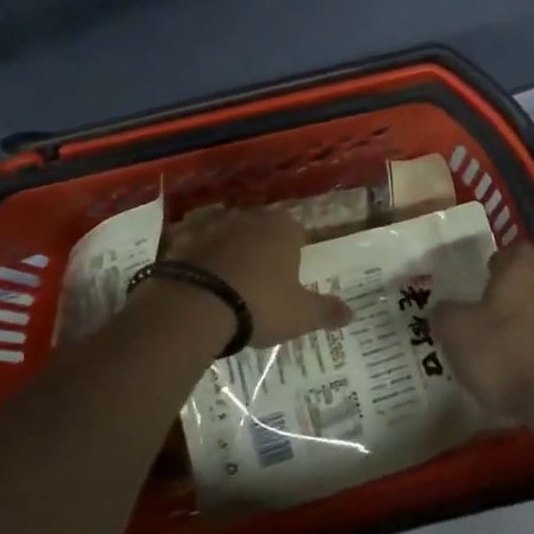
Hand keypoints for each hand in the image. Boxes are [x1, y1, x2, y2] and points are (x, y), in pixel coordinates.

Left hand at [164, 207, 353, 347]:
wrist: (194, 307)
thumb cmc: (259, 305)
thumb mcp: (300, 315)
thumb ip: (326, 311)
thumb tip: (352, 312)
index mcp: (283, 230)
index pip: (297, 231)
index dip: (295, 251)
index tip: (291, 274)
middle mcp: (249, 218)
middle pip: (261, 228)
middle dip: (262, 247)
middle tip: (261, 280)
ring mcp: (212, 224)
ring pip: (228, 233)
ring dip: (229, 249)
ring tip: (228, 281)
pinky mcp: (181, 238)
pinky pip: (195, 244)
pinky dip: (198, 256)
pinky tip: (198, 278)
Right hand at [431, 241, 533, 422]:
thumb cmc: (505, 353)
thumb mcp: (456, 332)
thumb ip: (446, 314)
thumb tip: (444, 307)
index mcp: (521, 274)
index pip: (518, 249)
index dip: (503, 258)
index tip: (489, 271)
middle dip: (521, 291)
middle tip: (496, 309)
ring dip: (532, 324)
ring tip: (507, 346)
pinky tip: (524, 373)